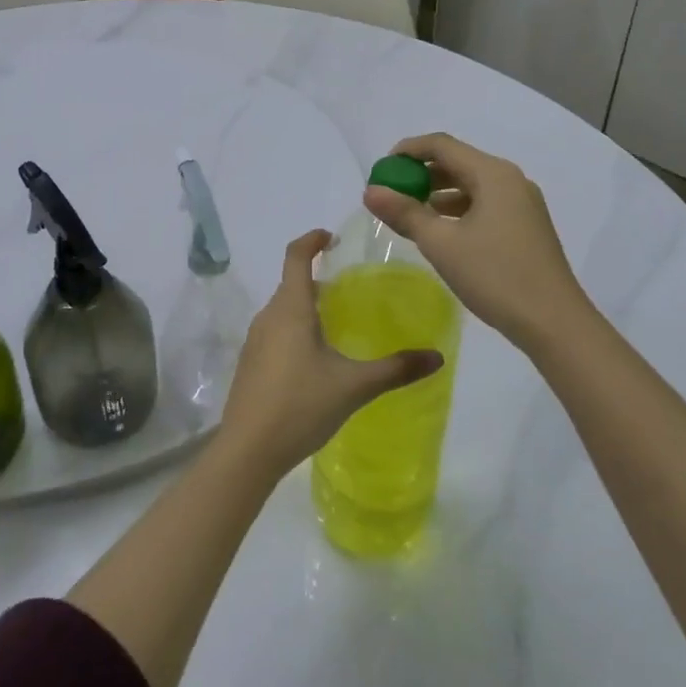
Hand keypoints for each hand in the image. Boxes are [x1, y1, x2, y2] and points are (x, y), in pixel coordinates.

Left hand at [218, 230, 442, 478]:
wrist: (248, 449)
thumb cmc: (301, 405)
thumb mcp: (354, 386)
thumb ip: (396, 369)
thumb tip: (437, 357)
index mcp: (291, 309)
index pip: (295, 256)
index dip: (311, 240)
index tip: (331, 237)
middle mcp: (269, 316)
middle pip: (291, 284)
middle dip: (318, 280)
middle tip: (350, 290)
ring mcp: (255, 340)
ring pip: (283, 310)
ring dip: (307, 307)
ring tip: (337, 324)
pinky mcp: (251, 363)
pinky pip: (276, 332)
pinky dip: (296, 330)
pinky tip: (315, 359)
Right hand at [363, 133, 587, 353]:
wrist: (555, 323)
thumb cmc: (495, 276)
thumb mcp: (441, 244)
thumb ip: (404, 213)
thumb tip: (370, 191)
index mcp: (492, 174)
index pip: (441, 145)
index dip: (407, 151)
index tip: (381, 170)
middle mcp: (510, 180)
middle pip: (457, 162)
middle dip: (421, 173)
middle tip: (391, 193)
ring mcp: (522, 203)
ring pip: (471, 184)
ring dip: (437, 193)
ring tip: (410, 214)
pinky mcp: (526, 225)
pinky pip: (484, 203)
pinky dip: (457, 209)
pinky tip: (441, 232)